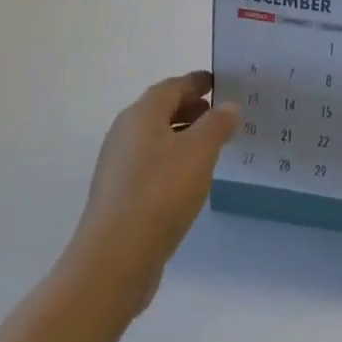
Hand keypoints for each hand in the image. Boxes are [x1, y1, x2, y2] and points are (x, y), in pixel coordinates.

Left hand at [69, 72, 239, 315]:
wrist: (114, 259)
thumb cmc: (160, 193)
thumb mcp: (199, 151)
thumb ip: (217, 124)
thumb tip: (227, 106)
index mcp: (141, 114)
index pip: (172, 86)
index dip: (197, 82)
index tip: (220, 83)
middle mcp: (125, 133)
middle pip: (161, 110)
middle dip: (191, 108)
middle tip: (223, 114)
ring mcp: (118, 166)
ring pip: (156, 139)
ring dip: (183, 136)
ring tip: (214, 146)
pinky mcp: (119, 195)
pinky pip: (152, 165)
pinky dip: (173, 161)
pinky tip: (191, 178)